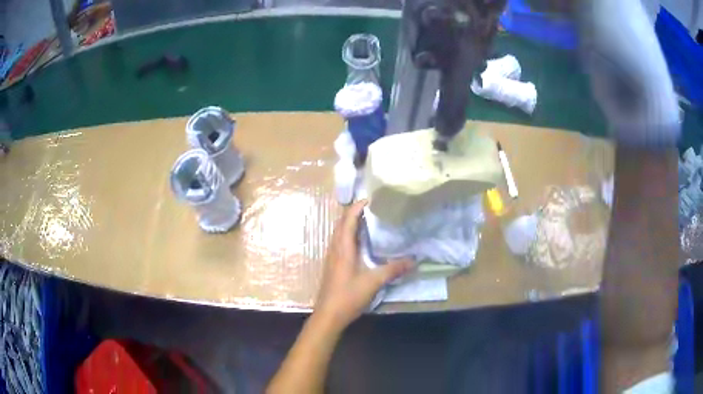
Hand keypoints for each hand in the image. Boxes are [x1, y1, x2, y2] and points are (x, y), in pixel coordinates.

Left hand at [315, 200, 414, 330]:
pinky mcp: (332, 266)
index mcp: (343, 248)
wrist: (328, 315)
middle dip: (354, 213)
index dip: (357, 207)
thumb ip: (393, 269)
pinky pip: (340, 244)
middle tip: (372, 208)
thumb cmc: (348, 296)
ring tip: (368, 222)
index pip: (347, 220)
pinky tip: (361, 244)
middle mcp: (335, 249)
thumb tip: (413, 260)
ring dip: (351, 225)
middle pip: (341, 224)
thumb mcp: (373, 282)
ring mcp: (332, 258)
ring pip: (339, 234)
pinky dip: (350, 237)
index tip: (370, 198)